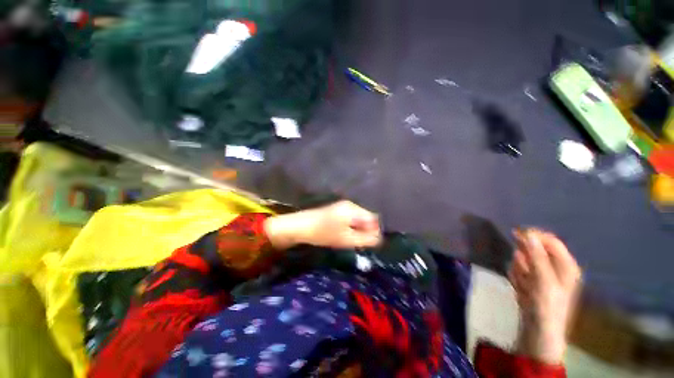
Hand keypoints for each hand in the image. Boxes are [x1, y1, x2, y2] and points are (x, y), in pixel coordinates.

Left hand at [264, 201, 381, 249]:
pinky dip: (350, 226)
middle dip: (365, 230)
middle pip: (366, 217)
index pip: (373, 218)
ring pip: (357, 218)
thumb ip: (365, 239)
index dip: (374, 230)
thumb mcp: (347, 239)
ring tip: (349, 239)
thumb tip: (379, 239)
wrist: (301, 227)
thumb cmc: (324, 233)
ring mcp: (342, 206)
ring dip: (357, 229)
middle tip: (358, 242)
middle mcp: (350, 205)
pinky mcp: (336, 210)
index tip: (369, 242)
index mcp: (353, 209)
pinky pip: (350, 218)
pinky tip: (343, 234)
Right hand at [509, 229, 581, 364]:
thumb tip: (528, 234)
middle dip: (524, 256)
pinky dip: (517, 276)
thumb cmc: (545, 305)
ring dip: (519, 268)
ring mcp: (543, 275)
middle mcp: (556, 268)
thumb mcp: (542, 279)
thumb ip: (536, 256)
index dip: (534, 236)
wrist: (538, 330)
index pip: (550, 241)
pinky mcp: (532, 282)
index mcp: (566, 265)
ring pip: (525, 260)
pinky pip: (520, 271)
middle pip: (536, 250)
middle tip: (519, 265)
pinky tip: (520, 288)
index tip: (515, 234)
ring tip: (521, 282)